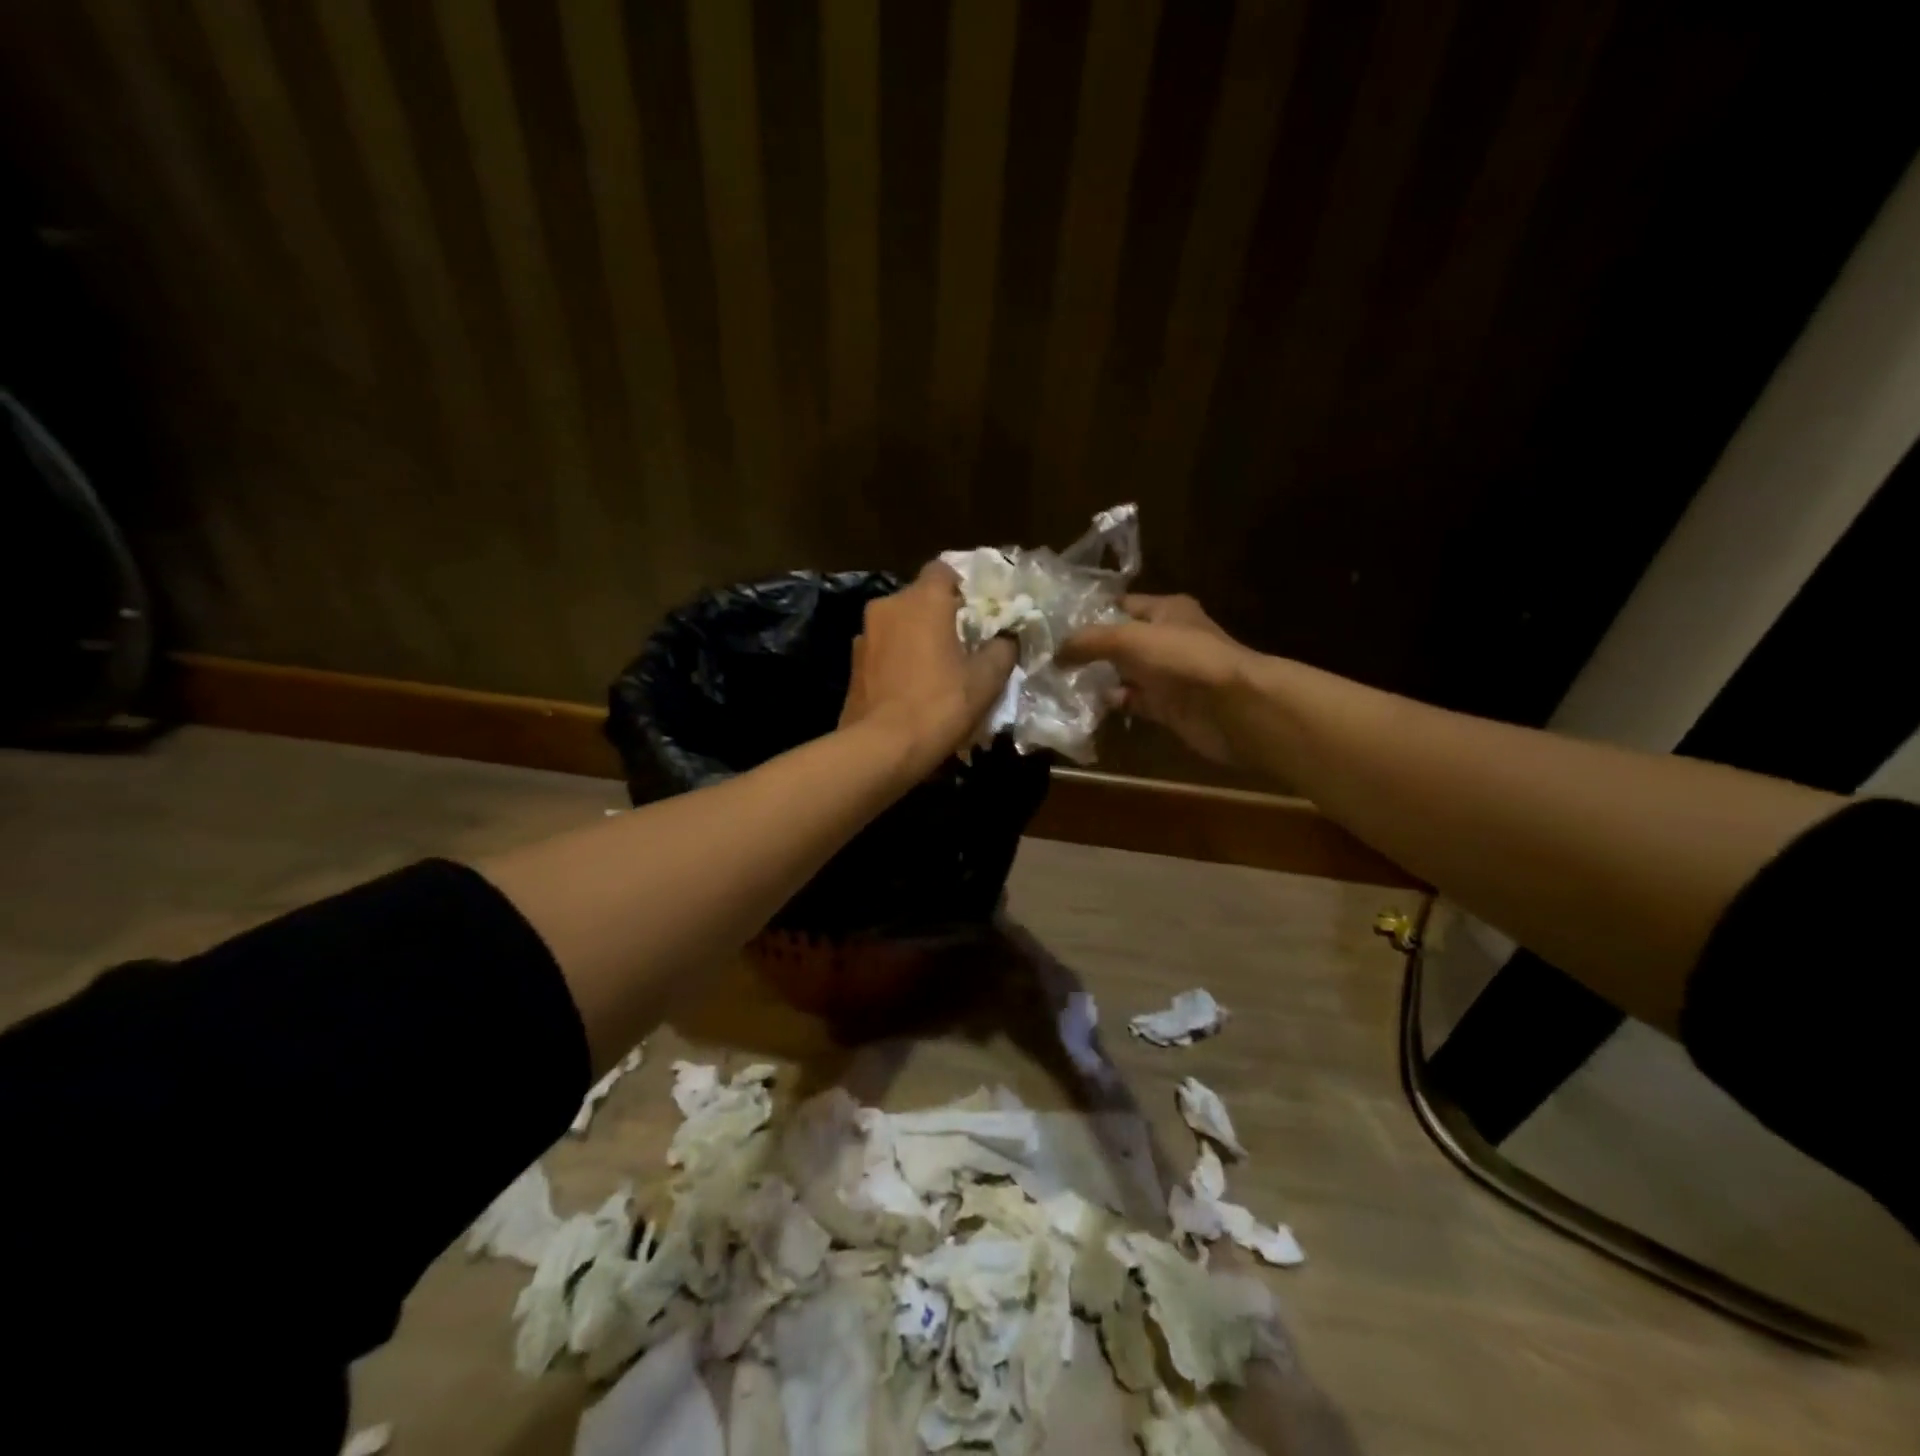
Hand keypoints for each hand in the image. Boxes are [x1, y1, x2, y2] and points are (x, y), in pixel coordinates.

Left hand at [839, 561, 1016, 766]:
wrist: (882, 748)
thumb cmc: (939, 705)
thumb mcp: (986, 680)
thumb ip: (1003, 648)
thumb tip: (1007, 637)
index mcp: (923, 600)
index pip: (943, 570)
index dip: (963, 588)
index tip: (978, 615)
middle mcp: (889, 606)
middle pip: (920, 599)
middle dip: (941, 616)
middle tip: (963, 646)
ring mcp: (865, 634)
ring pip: (899, 625)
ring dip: (917, 639)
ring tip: (936, 671)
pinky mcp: (853, 663)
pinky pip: (884, 650)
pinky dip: (898, 660)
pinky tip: (911, 688)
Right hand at [1059, 594, 1253, 766]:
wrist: (1232, 707)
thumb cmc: (1184, 659)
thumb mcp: (1130, 638)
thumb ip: (1089, 641)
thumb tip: (1054, 652)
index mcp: (1165, 610)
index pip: (1121, 605)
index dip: (1090, 613)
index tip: (1055, 626)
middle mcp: (1167, 639)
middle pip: (1120, 640)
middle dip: (1088, 649)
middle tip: (1048, 657)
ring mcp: (1168, 674)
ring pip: (1124, 673)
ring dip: (1097, 679)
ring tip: (1059, 682)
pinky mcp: (1168, 706)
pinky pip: (1133, 701)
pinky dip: (1113, 703)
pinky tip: (1087, 706)